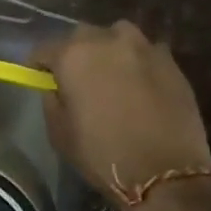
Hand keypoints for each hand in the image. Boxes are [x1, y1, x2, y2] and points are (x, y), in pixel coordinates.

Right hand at [34, 21, 210, 208]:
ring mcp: (143, 48)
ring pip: (118, 35)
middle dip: (76, 52)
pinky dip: (139, 62)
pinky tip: (142, 84)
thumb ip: (52, 100)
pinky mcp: (171, 62)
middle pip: (82, 36)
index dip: (39, 64)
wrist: (166, 174)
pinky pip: (147, 52)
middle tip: (78, 77)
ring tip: (112, 74)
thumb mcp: (60, 133)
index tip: (39, 77)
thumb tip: (56, 87)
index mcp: (73, 56)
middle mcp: (107, 41)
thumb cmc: (103, 155)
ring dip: (110, 49)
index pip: (45, 49)